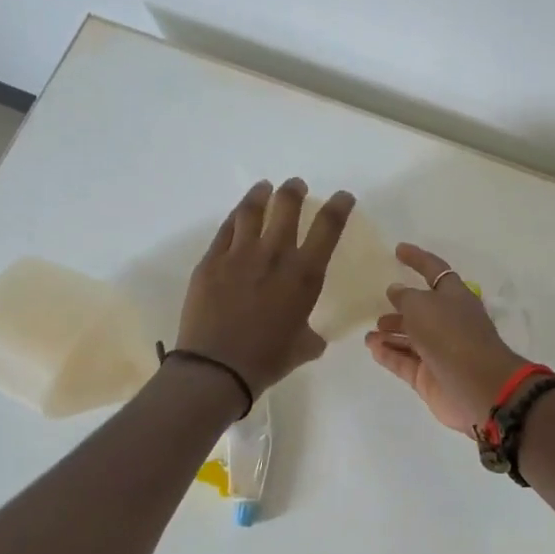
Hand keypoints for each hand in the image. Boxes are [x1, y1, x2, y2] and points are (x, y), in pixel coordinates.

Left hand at [176, 178, 354, 395]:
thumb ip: (311, 334)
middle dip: (295, 191)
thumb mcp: (304, 347)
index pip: (328, 227)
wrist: (217, 368)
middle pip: (286, 206)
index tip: (343, 197)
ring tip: (264, 188)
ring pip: (252, 210)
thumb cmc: (268, 360)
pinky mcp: (211, 261)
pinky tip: (239, 215)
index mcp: (304, 275)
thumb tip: (311, 335)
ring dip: (261, 194)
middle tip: (296, 186)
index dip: (339, 206)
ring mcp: (239, 254)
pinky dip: (236, 217)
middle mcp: (274, 255)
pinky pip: (226, 229)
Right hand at [364, 243, 527, 431]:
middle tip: (378, 305)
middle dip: (401, 306)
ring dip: (390, 333)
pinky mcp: (431, 377)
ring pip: (411, 338)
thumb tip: (396, 291)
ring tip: (369, 334)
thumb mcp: (422, 305)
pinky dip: (389, 354)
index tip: (398, 250)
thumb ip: (405, 296)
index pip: (435, 271)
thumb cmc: (451, 335)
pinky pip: (405, 361)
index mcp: (455, 296)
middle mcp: (449, 322)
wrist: (477, 387)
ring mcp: (440, 352)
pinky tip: (373, 348)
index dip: (417, 259)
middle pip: (422, 309)